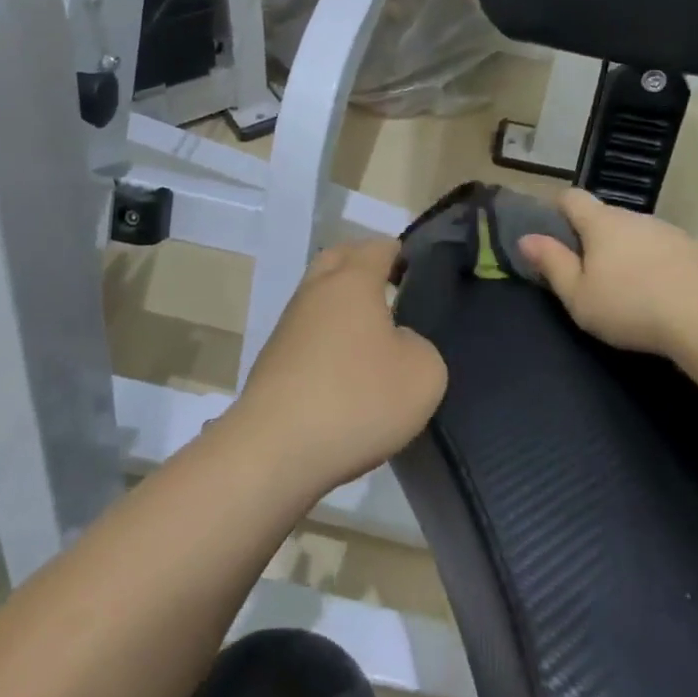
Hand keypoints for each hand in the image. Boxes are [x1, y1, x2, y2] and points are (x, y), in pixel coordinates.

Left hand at [232, 239, 447, 494]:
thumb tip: (396, 343)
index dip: (401, 255)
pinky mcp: (273, 360)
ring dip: (342, 306)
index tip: (420, 275)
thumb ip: (421, 346)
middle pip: (339, 260)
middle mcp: (315, 291)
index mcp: (352, 280)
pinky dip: (327, 340)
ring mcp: (288, 326)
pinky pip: (308, 334)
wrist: (276, 449)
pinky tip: (345, 370)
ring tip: (373, 337)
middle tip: (393, 291)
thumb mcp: (424, 373)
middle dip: (364, 266)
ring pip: (319, 298)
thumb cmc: (357, 399)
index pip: (378, 247)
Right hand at [519, 189, 697, 358]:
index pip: (572, 197)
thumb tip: (527, 238)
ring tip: (624, 287)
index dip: (557, 207)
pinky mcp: (697, 252)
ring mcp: (670, 232)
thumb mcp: (578, 295)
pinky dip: (654, 265)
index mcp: (601, 222)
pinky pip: (663, 251)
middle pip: (605, 216)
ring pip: (636, 234)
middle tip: (585, 270)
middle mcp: (635, 217)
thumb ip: (552, 264)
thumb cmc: (630, 305)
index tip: (549, 229)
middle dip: (592, 236)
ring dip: (625, 251)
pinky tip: (658, 295)